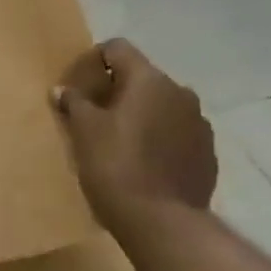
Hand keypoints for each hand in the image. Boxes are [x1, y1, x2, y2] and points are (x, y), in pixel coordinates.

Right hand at [52, 38, 216, 234]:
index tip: (78, 85)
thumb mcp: (84, 132)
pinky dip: (158, 139)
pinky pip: (176, 133)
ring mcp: (199, 123)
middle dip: (117, 90)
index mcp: (149, 80)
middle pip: (142, 78)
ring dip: (140, 115)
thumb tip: (63, 89)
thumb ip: (74, 103)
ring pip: (161, 106)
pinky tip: (142, 163)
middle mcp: (180, 92)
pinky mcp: (207, 152)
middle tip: (92, 116)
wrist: (162, 221)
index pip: (118, 49)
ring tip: (118, 142)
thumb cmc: (115, 166)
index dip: (94, 61)